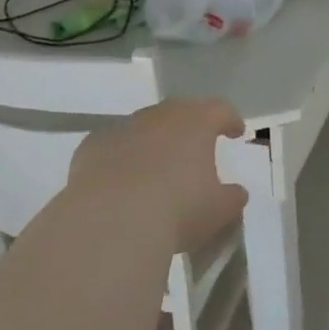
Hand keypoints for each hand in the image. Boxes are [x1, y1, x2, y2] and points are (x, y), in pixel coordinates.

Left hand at [69, 99, 249, 254]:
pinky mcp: (93, 145)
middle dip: (190, 126)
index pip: (220, 110)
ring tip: (156, 168)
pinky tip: (120, 181)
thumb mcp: (218, 211)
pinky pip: (113, 146)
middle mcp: (160, 116)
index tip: (235, 132)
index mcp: (196, 123)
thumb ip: (232, 198)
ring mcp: (123, 127)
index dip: (230, 120)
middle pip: (180, 110)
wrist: (111, 220)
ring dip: (153, 141)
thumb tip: (236, 193)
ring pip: (144, 126)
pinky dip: (121, 157)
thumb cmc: (177, 210)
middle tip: (195, 147)